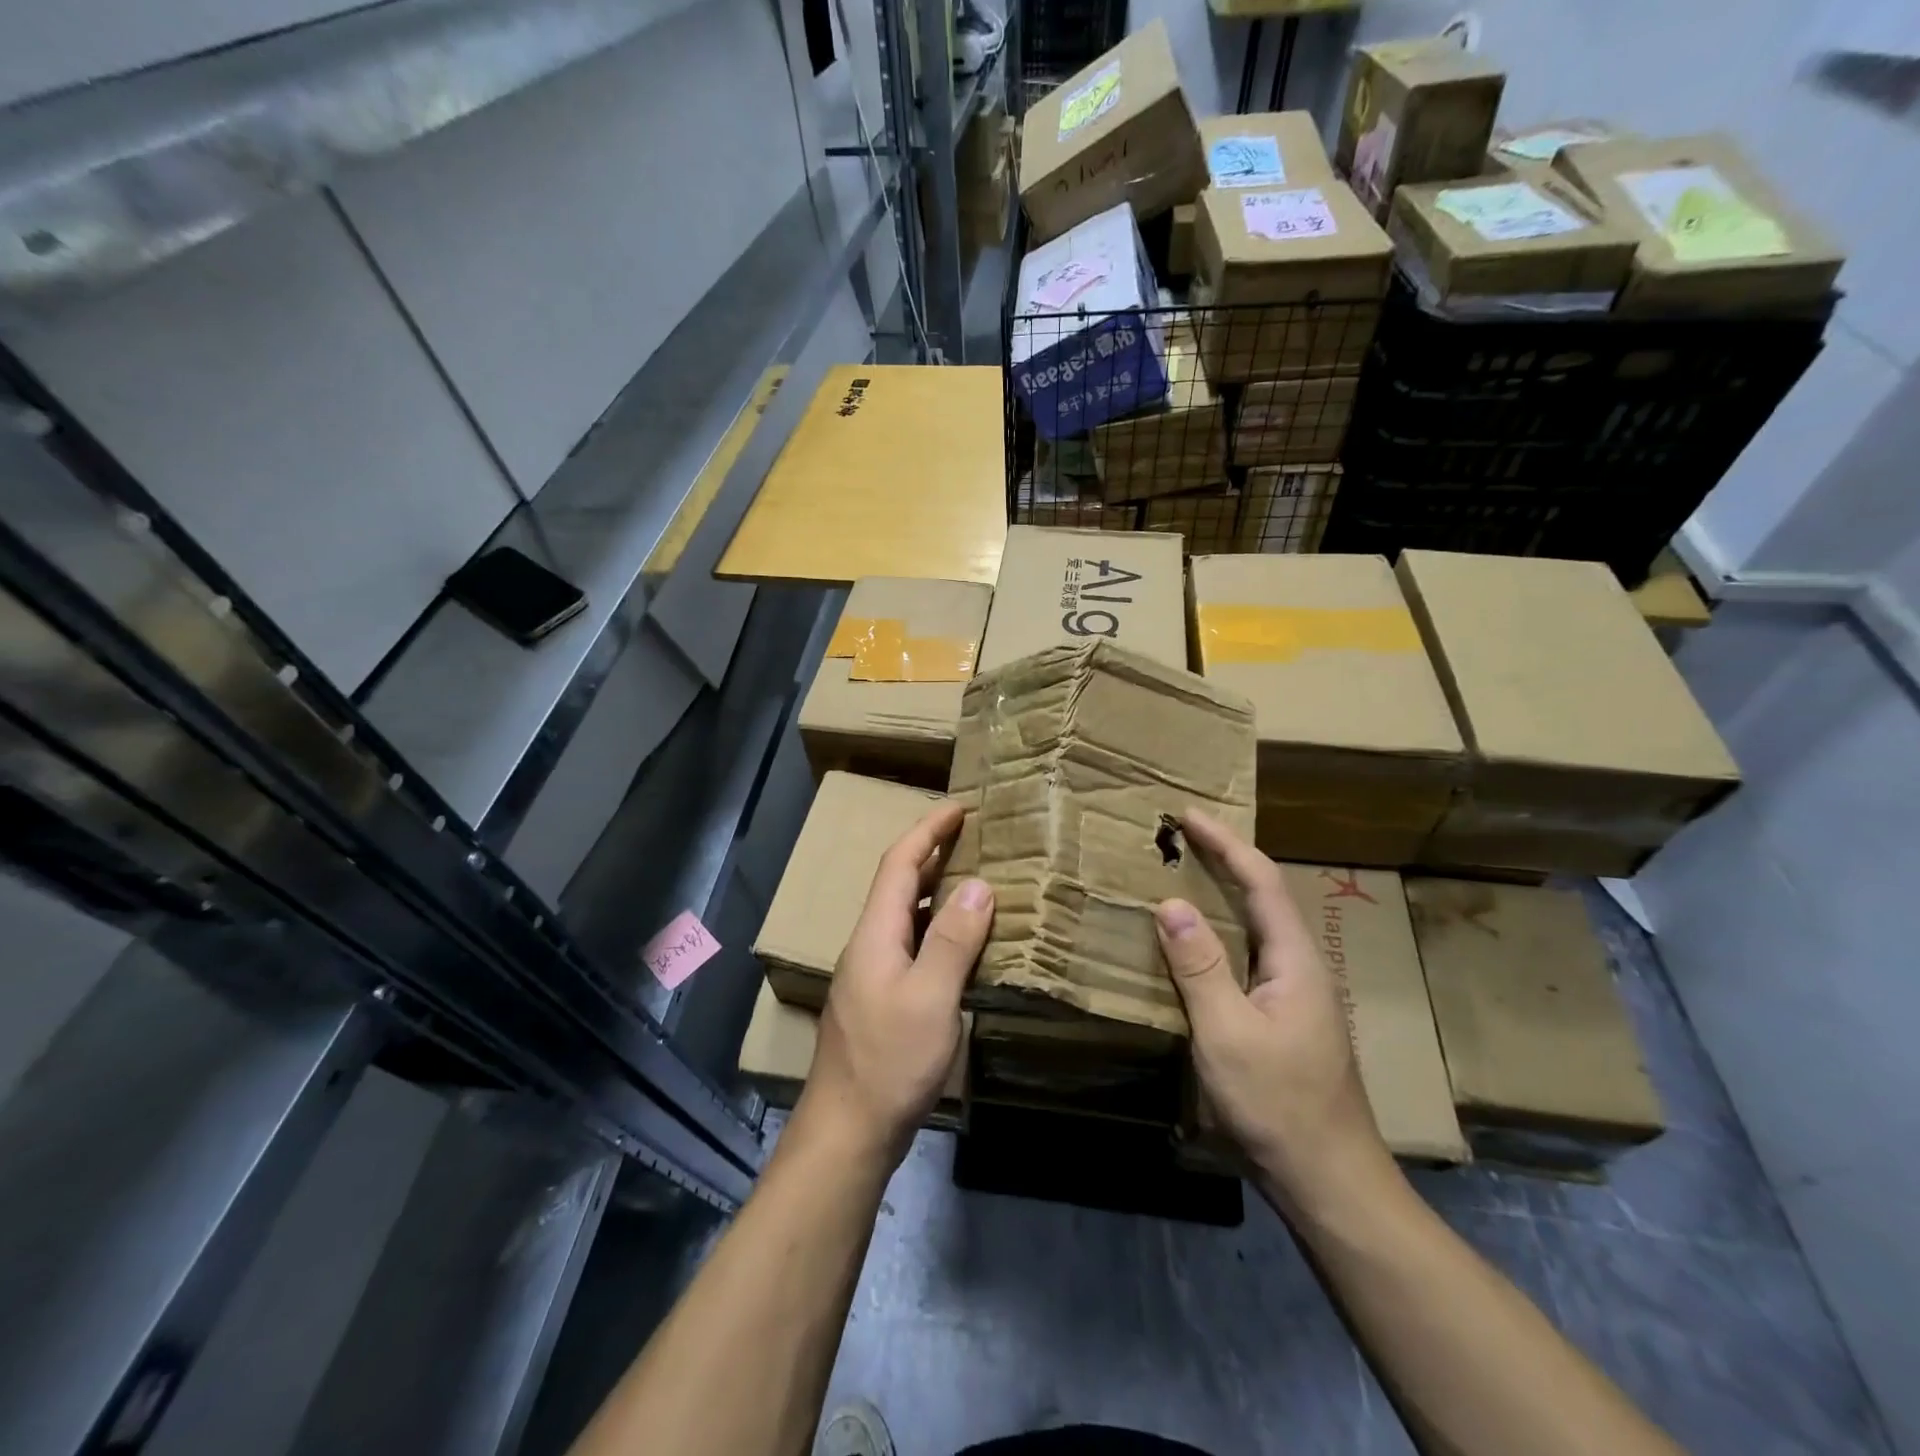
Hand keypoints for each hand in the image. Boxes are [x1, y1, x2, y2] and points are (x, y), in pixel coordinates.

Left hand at [791, 801, 993, 1169]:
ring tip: (974, 880)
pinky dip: (936, 930)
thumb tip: (979, 884)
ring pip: (905, 917)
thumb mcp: (932, 998)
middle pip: (898, 885)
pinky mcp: (880, 1000)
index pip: (899, 864)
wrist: (848, 1130)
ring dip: (936, 892)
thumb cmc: (890, 1061)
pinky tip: (961, 944)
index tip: (959, 807)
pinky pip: (911, 946)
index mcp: (875, 933)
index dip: (927, 831)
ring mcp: (871, 974)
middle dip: (931, 854)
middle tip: (972, 837)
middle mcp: (869, 945)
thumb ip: (954, 940)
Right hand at [1154, 809, 1391, 1215]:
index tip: (1188, 815)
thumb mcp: (1228, 1034)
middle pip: (1264, 896)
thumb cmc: (1279, 1104)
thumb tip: (1170, 904)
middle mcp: (1301, 966)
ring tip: (1182, 875)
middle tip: (1179, 837)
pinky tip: (1196, 943)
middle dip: (1224, 859)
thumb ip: (1200, 967)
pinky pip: (1248, 955)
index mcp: (1295, 960)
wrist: (1329, 1181)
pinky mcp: (1284, 1017)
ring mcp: (1296, 994)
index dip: (1225, 843)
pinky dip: (1220, 932)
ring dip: (1222, 894)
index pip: (1261, 881)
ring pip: (1258, 926)